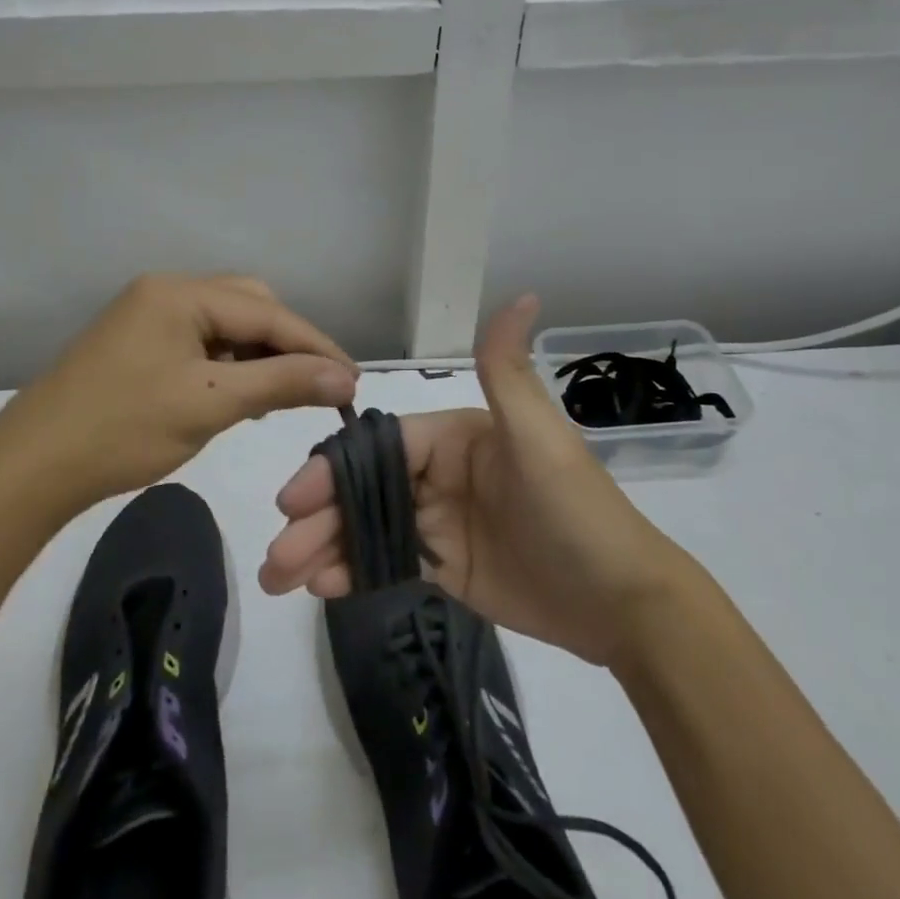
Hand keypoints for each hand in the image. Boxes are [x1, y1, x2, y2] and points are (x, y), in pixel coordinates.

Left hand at [0, 274, 358, 508]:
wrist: (31, 468)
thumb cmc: (123, 429)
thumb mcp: (210, 403)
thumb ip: (282, 383)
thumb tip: (346, 378)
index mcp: (180, 293)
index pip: (267, 313)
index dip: (316, 345)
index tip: (354, 380)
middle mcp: (166, 291)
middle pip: (248, 306)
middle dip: (286, 345)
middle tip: (314, 388)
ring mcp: (149, 315)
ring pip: (226, 325)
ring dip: (258, 356)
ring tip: (279, 397)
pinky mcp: (140, 342)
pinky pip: (201, 342)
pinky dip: (228, 365)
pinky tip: (238, 395)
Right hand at [258, 294, 687, 667]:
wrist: (624, 604)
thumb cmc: (576, 511)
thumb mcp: (540, 437)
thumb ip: (508, 370)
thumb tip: (522, 294)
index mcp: (455, 436)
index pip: (381, 447)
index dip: (335, 470)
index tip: (293, 499)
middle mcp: (440, 472)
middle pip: (365, 489)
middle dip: (318, 516)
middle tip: (275, 555)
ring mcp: (440, 521)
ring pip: (368, 527)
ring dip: (324, 548)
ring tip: (278, 579)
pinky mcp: (445, 565)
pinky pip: (388, 562)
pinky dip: (352, 570)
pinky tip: (321, 587)